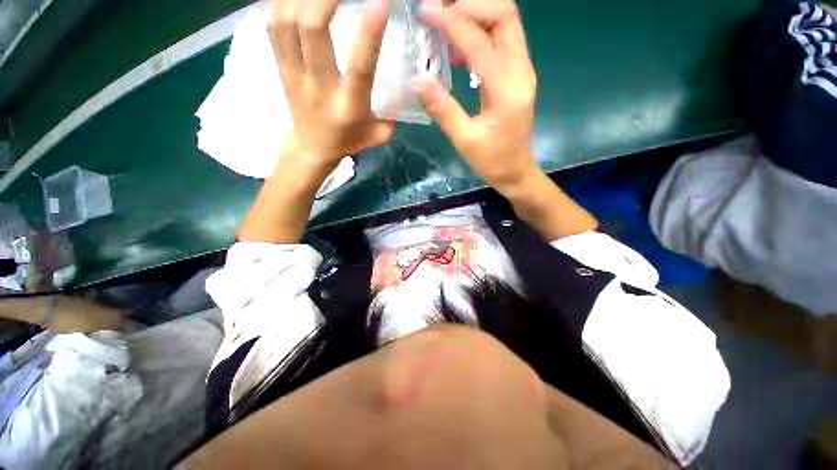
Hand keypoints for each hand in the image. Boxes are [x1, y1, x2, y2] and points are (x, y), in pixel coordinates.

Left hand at [268, 0, 395, 170]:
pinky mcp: (281, 66)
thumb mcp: (378, 135)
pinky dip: (281, 1)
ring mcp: (295, 74)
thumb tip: (406, 86)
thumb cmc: (348, 141)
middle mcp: (319, 86)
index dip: (369, 32)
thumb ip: (393, 115)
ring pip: (287, 21)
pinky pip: (273, 24)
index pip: (359, 66)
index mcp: (348, 106)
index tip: (381, 2)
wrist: (312, 148)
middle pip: (312, 29)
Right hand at [411, 0, 538, 193]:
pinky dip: (480, 33)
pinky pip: (502, 41)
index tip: (425, 10)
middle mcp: (521, 71)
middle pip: (504, 14)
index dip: (451, 22)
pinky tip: (458, 47)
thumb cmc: (493, 162)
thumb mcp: (465, 141)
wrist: (517, 172)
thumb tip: (416, 82)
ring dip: (476, 14)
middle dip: (471, 4)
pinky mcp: (517, 76)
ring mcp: (522, 71)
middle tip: (439, 10)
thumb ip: (443, 109)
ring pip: (505, 23)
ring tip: (445, 21)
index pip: (480, 42)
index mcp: (507, 90)